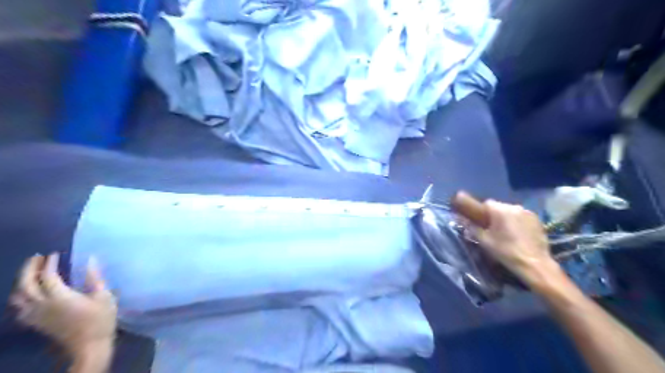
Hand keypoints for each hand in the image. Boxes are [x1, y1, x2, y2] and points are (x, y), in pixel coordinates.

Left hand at [8, 253, 116, 354]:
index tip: (55, 254)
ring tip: (31, 273)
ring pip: (18, 297)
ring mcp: (36, 315)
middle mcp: (42, 305)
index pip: (48, 276)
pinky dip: (21, 297)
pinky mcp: (36, 323)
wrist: (89, 345)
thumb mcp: (104, 296)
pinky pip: (19, 308)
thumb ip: (94, 278)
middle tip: (37, 257)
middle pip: (26, 284)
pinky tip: (30, 294)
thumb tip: (90, 259)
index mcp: (59, 297)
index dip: (49, 263)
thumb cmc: (101, 319)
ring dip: (21, 282)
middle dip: (29, 269)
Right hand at [473, 200, 559, 291]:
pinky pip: (521, 217)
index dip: (480, 211)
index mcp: (500, 210)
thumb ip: (471, 227)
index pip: (485, 203)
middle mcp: (514, 207)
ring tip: (505, 233)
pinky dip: (516, 222)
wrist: (534, 264)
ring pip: (510, 212)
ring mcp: (528, 213)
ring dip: (505, 218)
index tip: (478, 222)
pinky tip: (517, 235)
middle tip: (490, 229)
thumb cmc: (506, 251)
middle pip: (498, 207)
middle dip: (493, 215)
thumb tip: (458, 218)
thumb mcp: (484, 241)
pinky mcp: (537, 220)